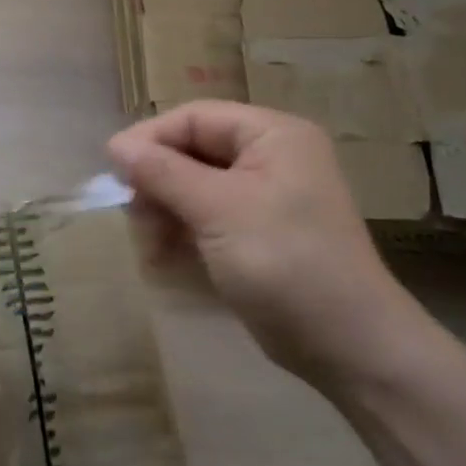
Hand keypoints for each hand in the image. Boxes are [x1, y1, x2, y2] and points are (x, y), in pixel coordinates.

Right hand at [107, 101, 427, 385]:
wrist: (350, 348)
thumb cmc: (285, 262)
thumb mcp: (218, 210)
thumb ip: (163, 172)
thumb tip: (115, 145)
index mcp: (272, 135)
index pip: (195, 118)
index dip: (150, 139)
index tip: (114, 172)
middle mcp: (270, 157)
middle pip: (192, 151)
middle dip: (158, 182)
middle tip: (134, 217)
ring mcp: (265, 197)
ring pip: (194, 187)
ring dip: (166, 212)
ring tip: (150, 247)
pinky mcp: (258, 234)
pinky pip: (207, 217)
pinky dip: (182, 233)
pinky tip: (164, 259)